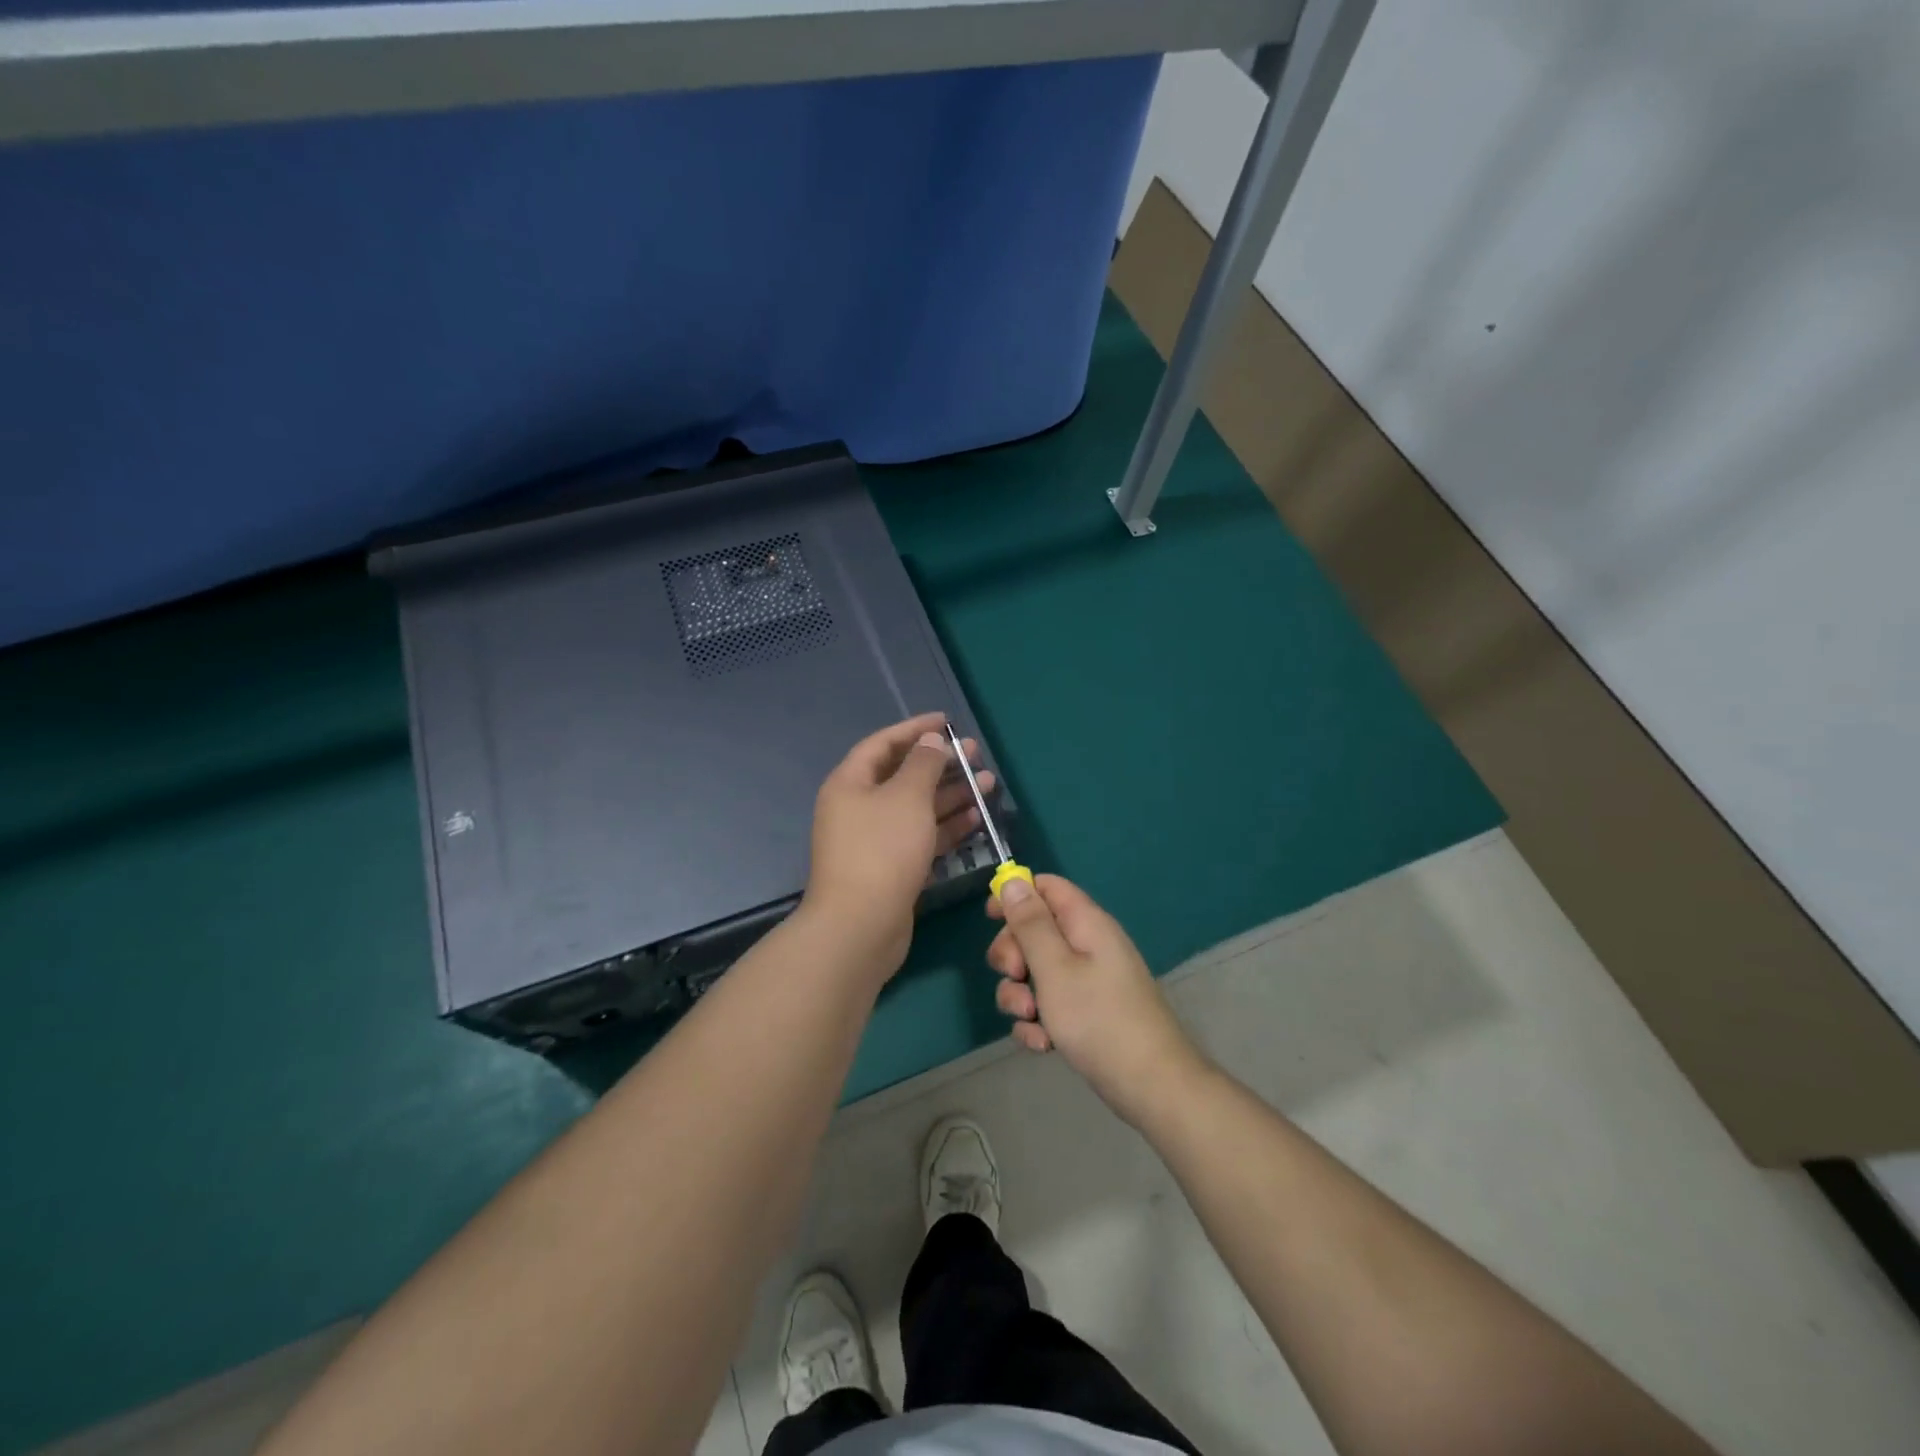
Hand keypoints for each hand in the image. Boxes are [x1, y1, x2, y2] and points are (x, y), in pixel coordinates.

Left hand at [803, 712, 995, 976]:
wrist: (860, 926)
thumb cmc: (882, 850)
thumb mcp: (907, 797)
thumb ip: (923, 764)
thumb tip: (931, 741)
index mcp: (850, 783)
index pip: (883, 743)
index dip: (914, 729)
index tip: (947, 721)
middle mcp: (859, 808)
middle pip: (903, 776)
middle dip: (940, 763)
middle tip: (976, 755)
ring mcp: (875, 840)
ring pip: (917, 808)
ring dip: (951, 795)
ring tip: (988, 784)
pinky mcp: (892, 868)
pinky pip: (921, 836)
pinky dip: (946, 826)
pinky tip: (976, 818)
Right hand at [987, 875, 1206, 1127]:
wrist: (1151, 1086)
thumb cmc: (1099, 1019)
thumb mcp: (1054, 968)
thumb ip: (1031, 924)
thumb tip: (1015, 881)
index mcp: (1086, 923)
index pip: (1047, 887)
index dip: (1016, 894)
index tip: (990, 918)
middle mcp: (1088, 945)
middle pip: (1035, 930)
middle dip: (1013, 954)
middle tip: (1015, 975)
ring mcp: (1088, 980)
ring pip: (1036, 972)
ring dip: (1020, 994)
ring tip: (1030, 1019)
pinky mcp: (1086, 1012)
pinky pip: (1050, 1004)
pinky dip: (1039, 1021)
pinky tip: (1042, 1044)